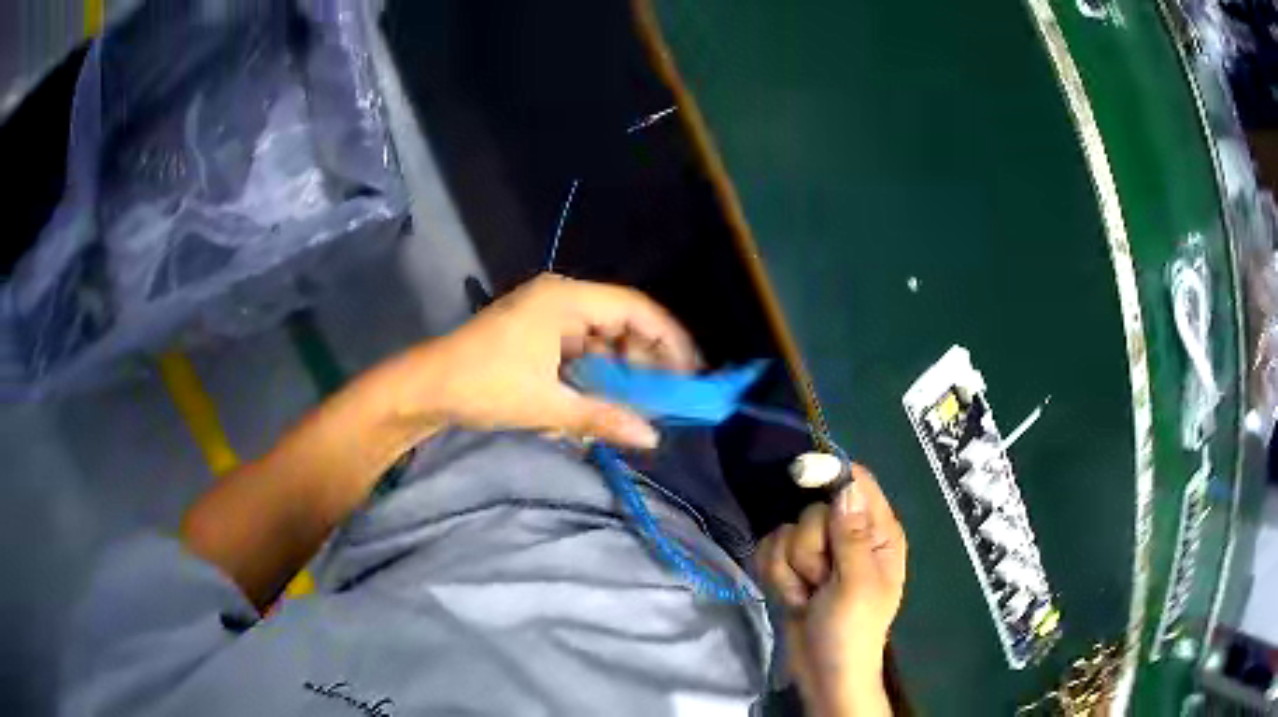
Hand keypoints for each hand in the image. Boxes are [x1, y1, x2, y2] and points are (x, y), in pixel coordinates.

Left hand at [390, 274, 699, 448]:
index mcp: (565, 299)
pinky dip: (594, 373)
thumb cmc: (484, 386)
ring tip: (638, 403)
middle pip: (620, 322)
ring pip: (600, 338)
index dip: (669, 338)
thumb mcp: (547, 404)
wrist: (425, 388)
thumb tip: (652, 438)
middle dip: (645, 359)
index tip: (691, 371)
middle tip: (666, 395)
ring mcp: (546, 315)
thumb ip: (603, 418)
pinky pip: (579, 349)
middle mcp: (560, 298)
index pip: (635, 309)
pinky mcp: (535, 334)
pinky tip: (602, 399)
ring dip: (619, 369)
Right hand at [757, 467, 907, 716]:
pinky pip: (769, 551)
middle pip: (813, 510)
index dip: (830, 476)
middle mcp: (848, 535)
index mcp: (878, 532)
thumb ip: (851, 534)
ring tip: (809, 596)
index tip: (801, 477)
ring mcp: (817, 553)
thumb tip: (846, 484)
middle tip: (823, 581)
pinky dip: (776, 577)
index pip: (856, 483)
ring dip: (791, 570)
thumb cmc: (852, 630)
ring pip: (786, 532)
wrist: (822, 673)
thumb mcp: (857, 584)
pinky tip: (793, 598)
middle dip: (810, 549)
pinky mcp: (791, 568)